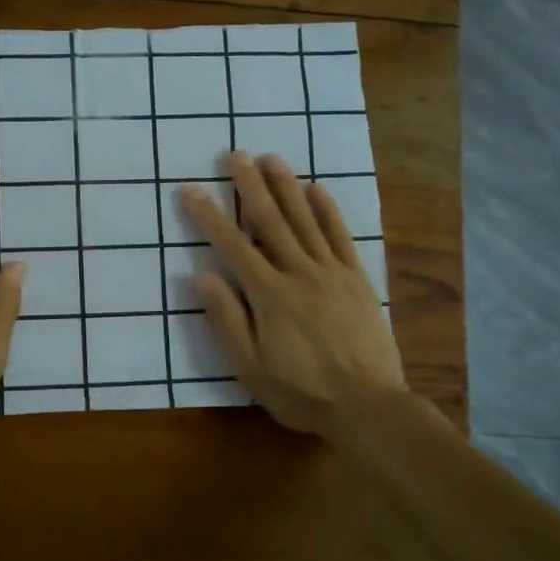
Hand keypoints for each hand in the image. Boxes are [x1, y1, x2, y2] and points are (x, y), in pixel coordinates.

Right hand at [181, 152, 406, 442]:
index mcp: (269, 295)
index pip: (232, 246)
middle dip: (250, 186)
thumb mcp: (251, 367)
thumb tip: (200, 276)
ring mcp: (331, 273)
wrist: (368, 406)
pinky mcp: (357, 280)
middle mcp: (299, 273)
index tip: (191, 189)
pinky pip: (341, 237)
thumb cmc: (301, 391)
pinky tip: (317, 189)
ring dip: (286, 187)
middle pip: (270, 221)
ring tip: (271, 158)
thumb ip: (226, 319)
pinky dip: (328, 211)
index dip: (209, 216)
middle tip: (235, 155)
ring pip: (305, 220)